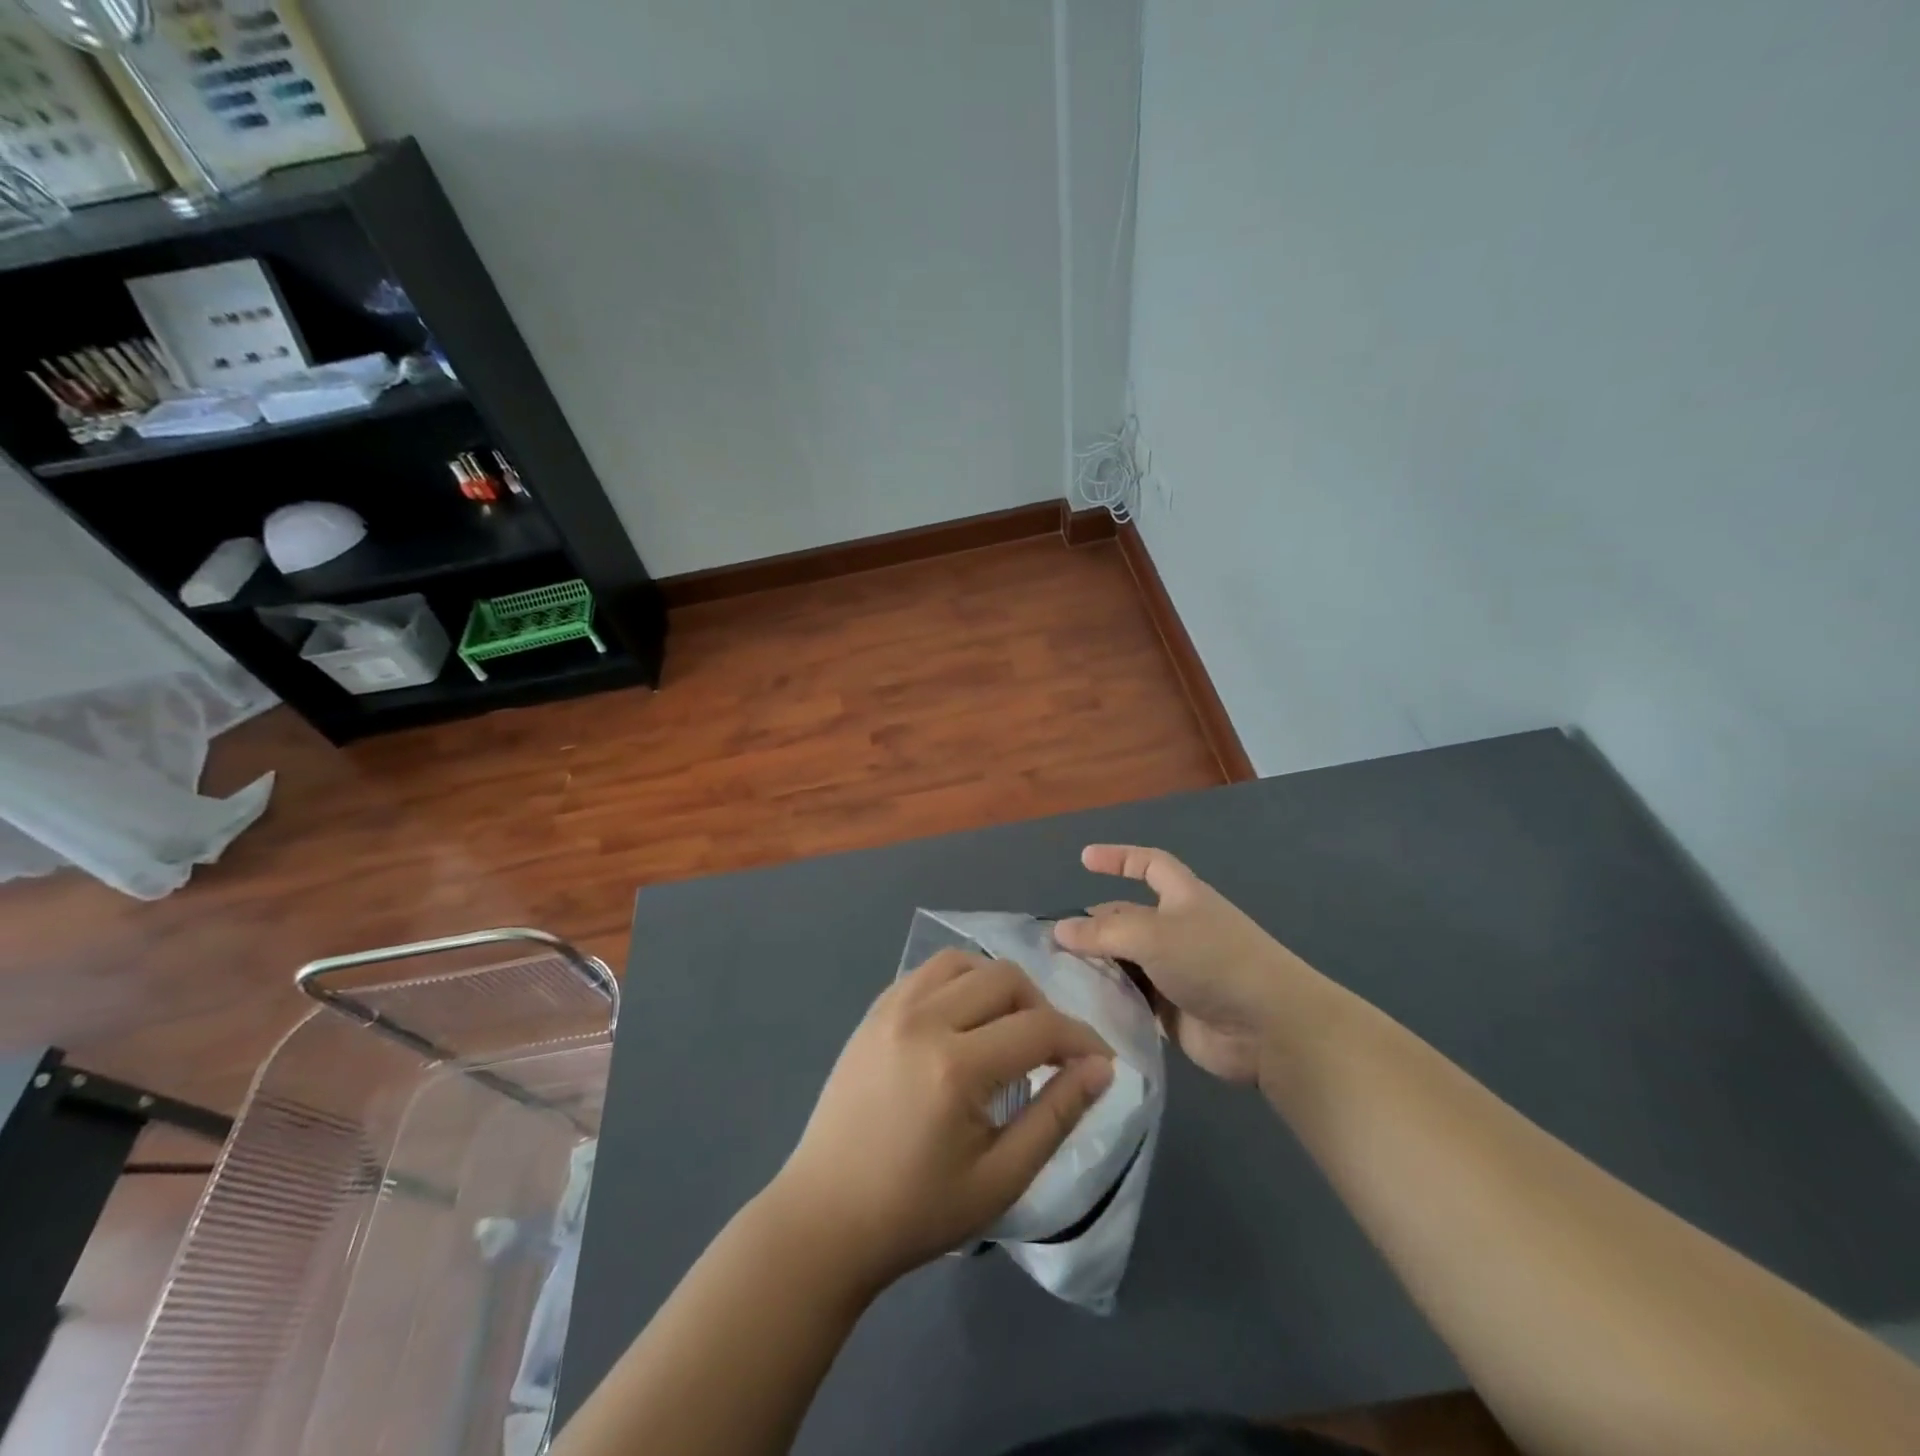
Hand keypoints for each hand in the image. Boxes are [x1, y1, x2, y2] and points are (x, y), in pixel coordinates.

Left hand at [767, 950, 1113, 1292]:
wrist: (825, 1218)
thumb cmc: (916, 1211)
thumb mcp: (1000, 1178)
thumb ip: (1056, 1117)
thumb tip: (1100, 1069)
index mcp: (955, 1067)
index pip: (1039, 1028)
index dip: (1081, 1039)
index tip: (1101, 1061)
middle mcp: (923, 1020)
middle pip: (1005, 978)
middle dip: (1042, 1008)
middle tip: (1050, 1054)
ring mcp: (892, 1009)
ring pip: (965, 962)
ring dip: (999, 987)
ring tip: (1007, 1030)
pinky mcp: (873, 1011)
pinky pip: (928, 971)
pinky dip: (959, 982)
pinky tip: (964, 1022)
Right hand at [1053, 844, 1320, 1083]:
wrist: (1270, 1029)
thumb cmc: (1213, 961)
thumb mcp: (1153, 935)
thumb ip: (1103, 933)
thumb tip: (1059, 930)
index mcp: (1182, 898)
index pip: (1148, 864)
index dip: (1118, 857)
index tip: (1084, 859)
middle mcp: (1177, 930)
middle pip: (1127, 918)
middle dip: (1095, 926)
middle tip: (1054, 943)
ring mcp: (1176, 971)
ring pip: (1126, 960)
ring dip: (1098, 966)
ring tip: (1058, 976)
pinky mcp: (1173, 1010)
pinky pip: (1133, 998)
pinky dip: (1111, 998)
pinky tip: (1082, 1005)